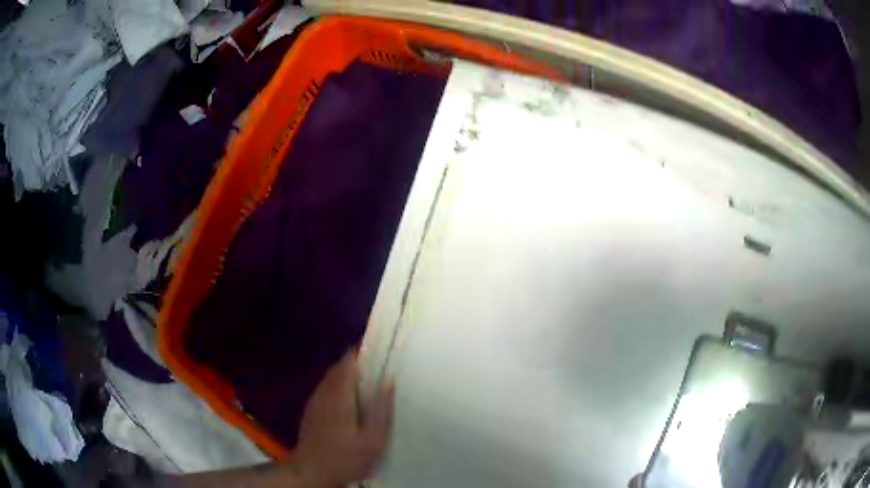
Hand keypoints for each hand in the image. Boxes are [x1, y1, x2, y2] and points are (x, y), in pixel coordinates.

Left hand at [290, 351, 394, 486]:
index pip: (347, 364)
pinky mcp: (310, 411)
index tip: (373, 349)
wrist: (312, 471)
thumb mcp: (373, 439)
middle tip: (372, 365)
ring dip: (343, 374)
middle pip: (336, 369)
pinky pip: (323, 389)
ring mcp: (314, 402)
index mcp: (340, 396)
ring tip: (362, 379)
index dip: (358, 353)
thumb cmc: (347, 457)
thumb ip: (382, 409)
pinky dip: (335, 385)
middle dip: (352, 363)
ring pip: (329, 379)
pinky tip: (344, 398)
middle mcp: (324, 393)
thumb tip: (389, 380)